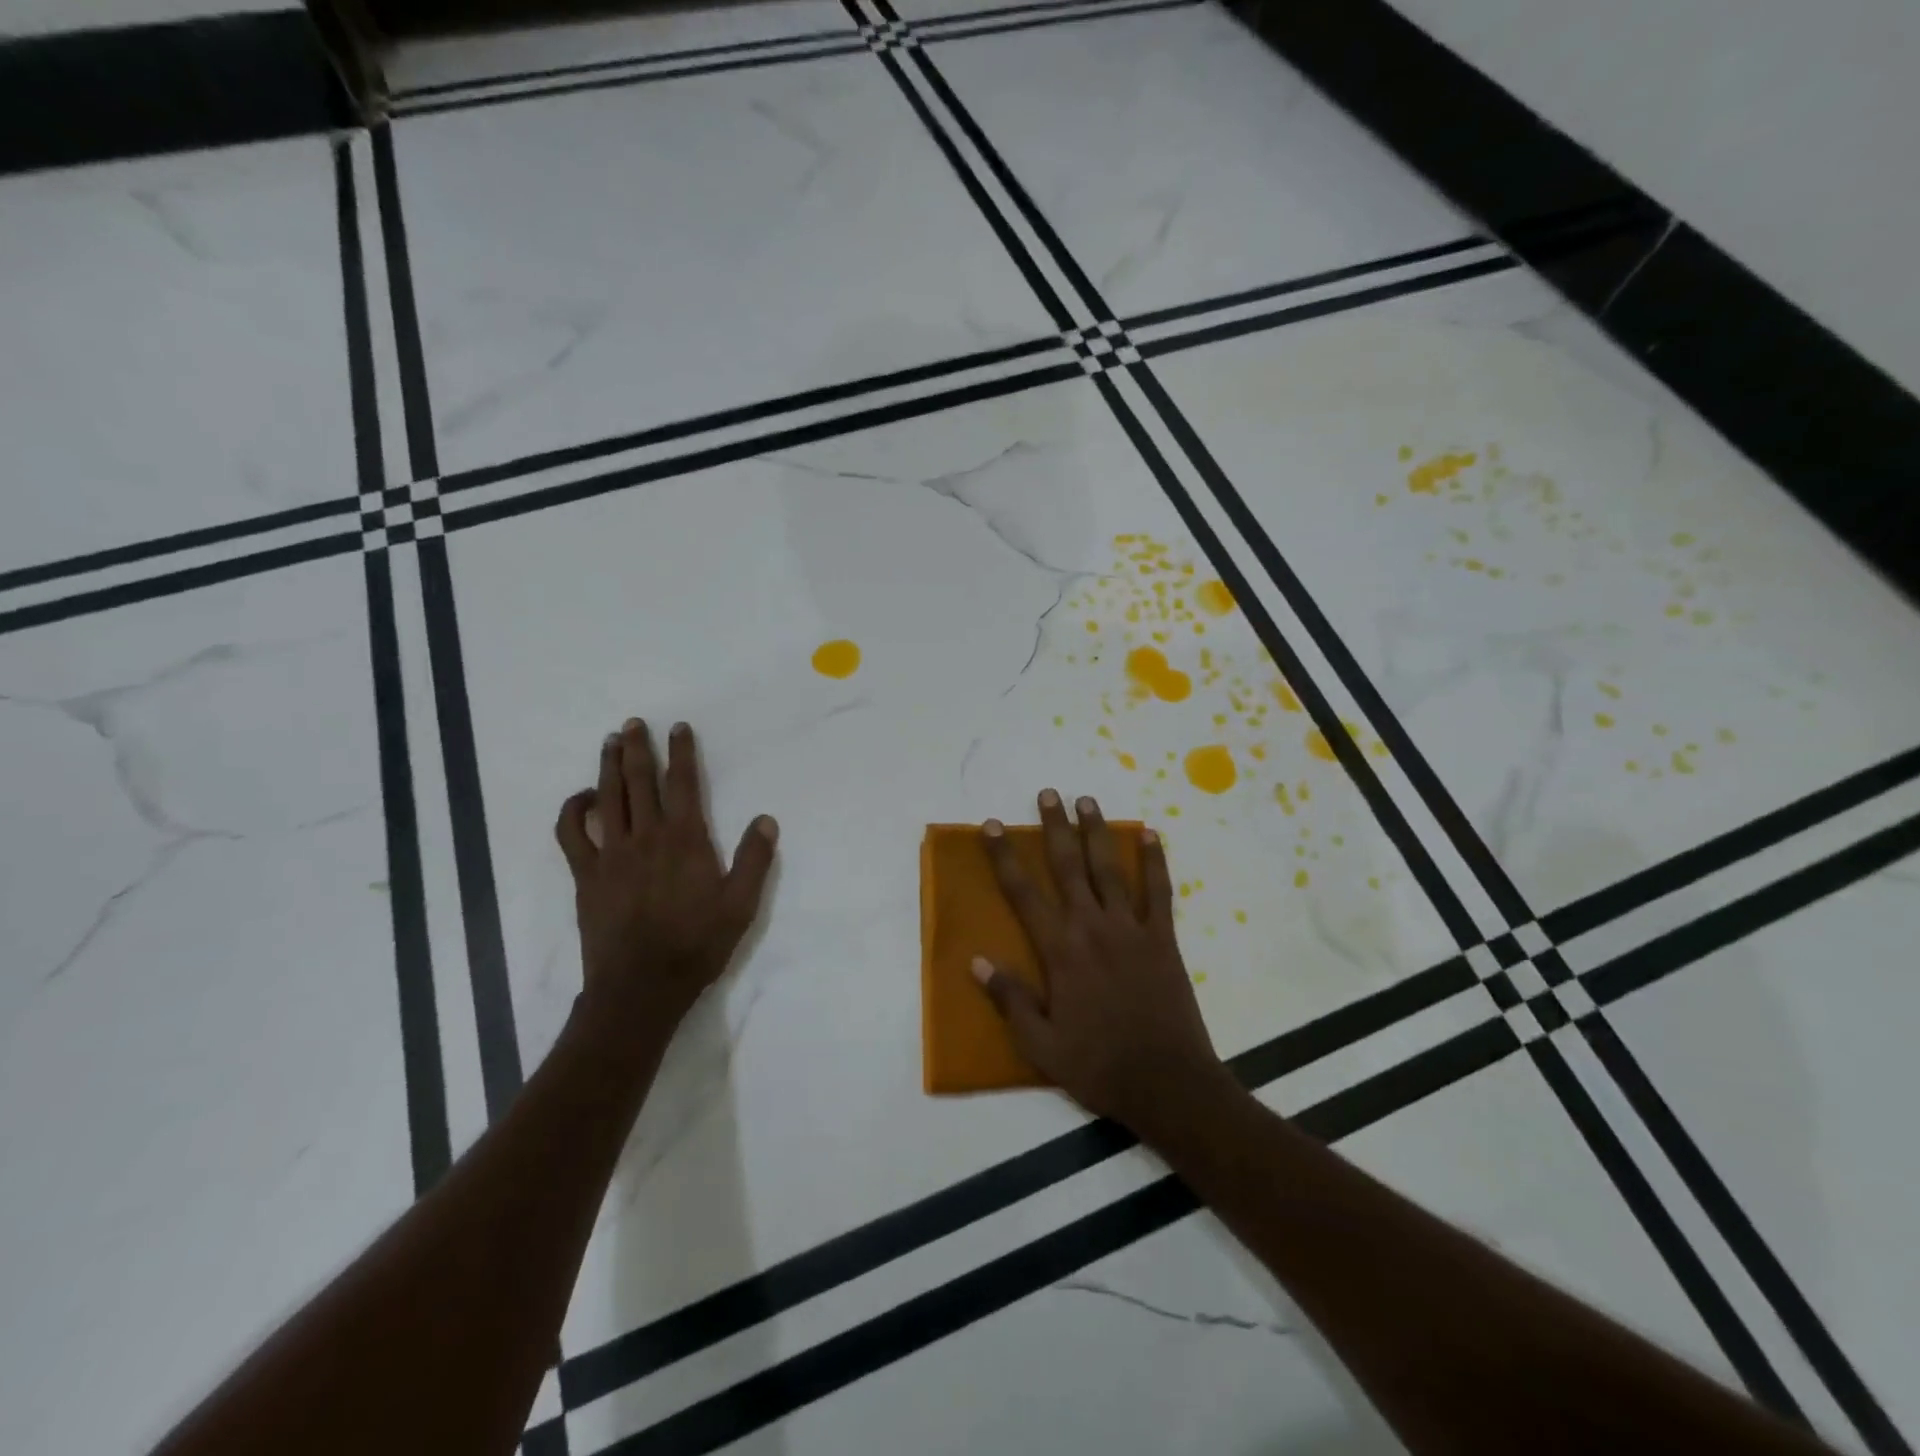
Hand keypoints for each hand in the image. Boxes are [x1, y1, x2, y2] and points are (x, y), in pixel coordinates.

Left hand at [554, 719, 777, 1030]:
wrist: (642, 986)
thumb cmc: (697, 944)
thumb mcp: (741, 905)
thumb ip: (755, 860)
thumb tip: (766, 819)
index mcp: (686, 839)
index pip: (683, 783)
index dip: (681, 752)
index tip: (678, 727)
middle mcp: (646, 836)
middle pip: (639, 780)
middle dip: (637, 748)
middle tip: (634, 723)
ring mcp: (611, 853)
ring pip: (607, 797)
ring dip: (607, 766)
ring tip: (610, 742)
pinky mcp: (586, 874)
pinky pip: (572, 833)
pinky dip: (573, 810)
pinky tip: (582, 798)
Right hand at [974, 790, 1228, 1134]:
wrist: (1167, 1082)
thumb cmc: (1098, 1064)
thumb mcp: (1041, 1044)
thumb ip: (1010, 999)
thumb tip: (977, 961)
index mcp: (1060, 950)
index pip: (1023, 892)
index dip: (1004, 856)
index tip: (992, 826)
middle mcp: (1092, 927)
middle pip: (1068, 866)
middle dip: (1054, 827)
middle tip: (1047, 794)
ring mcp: (1131, 929)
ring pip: (1109, 868)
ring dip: (1097, 832)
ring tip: (1087, 800)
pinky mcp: (1163, 938)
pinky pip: (1159, 891)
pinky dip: (1156, 861)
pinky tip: (1151, 835)